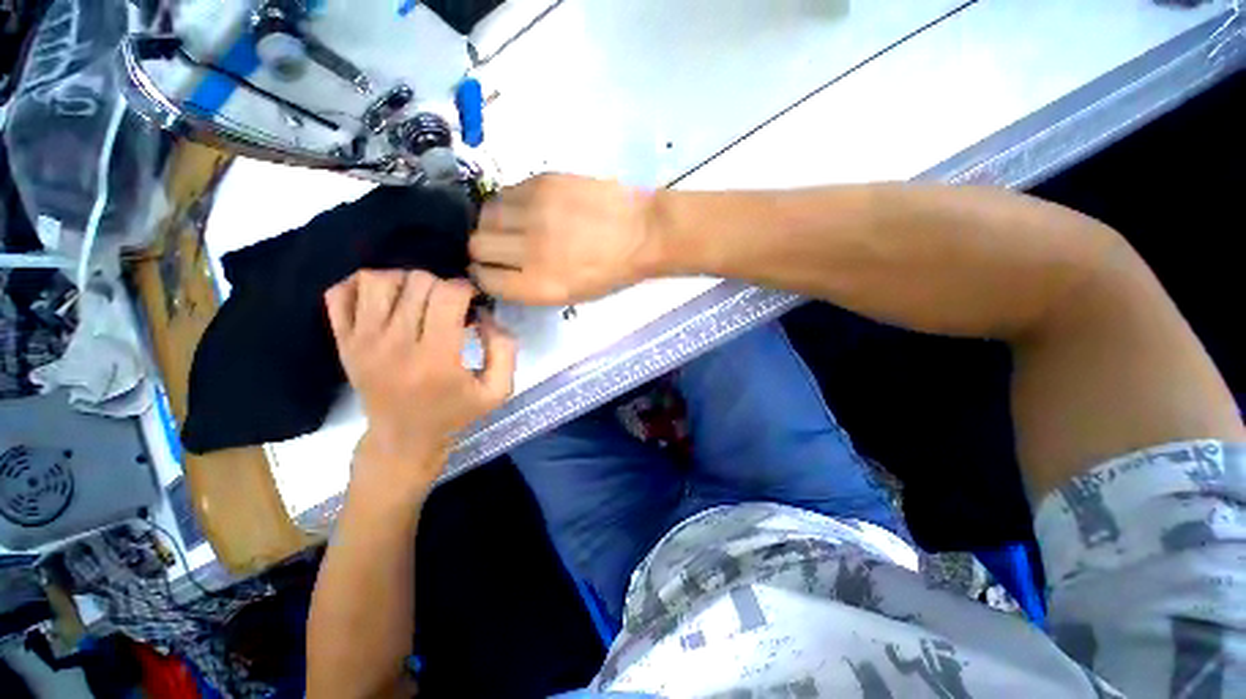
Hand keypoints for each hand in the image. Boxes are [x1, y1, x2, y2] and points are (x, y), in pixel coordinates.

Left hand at [325, 270, 515, 501]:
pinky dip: (362, 285)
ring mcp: (362, 342)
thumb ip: (505, 350)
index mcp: (435, 359)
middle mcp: (394, 345)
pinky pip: (340, 293)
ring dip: (404, 281)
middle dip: (441, 285)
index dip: (466, 288)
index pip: (447, 296)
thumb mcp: (497, 391)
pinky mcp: (343, 342)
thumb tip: (487, 315)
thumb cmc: (454, 414)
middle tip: (449, 305)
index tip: (472, 302)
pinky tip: (385, 299)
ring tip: (418, 299)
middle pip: (416, 282)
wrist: (402, 439)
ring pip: (377, 279)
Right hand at [469, 174, 663, 304]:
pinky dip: (511, 203)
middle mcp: (529, 250)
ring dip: (495, 223)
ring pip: (485, 215)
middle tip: (503, 247)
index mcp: (539, 286)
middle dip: (485, 249)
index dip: (485, 275)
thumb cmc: (612, 272)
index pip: (485, 279)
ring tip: (517, 225)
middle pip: (476, 245)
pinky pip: (506, 193)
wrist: (643, 233)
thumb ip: (530, 286)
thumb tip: (499, 271)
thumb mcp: (572, 295)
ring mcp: (534, 213)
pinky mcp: (542, 182)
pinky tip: (531, 209)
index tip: (493, 269)